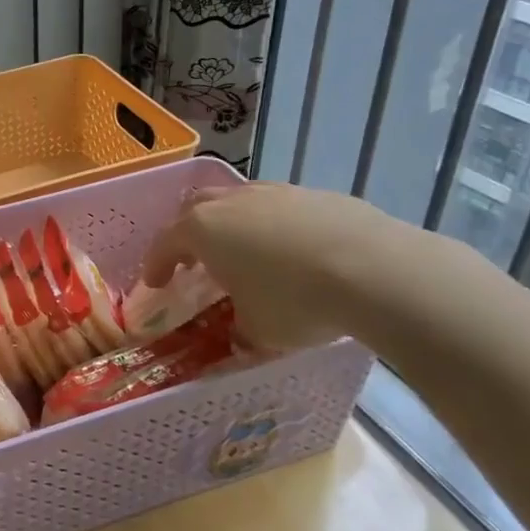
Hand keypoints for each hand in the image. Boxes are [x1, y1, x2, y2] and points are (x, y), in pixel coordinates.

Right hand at [142, 183, 427, 354]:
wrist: (375, 269)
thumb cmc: (295, 301)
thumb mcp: (258, 332)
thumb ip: (240, 332)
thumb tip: (241, 338)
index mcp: (204, 229)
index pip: (165, 243)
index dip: (156, 264)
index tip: (154, 283)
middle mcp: (234, 201)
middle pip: (197, 208)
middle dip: (189, 232)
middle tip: (193, 260)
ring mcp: (277, 192)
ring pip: (240, 201)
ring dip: (234, 225)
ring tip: (246, 254)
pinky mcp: (317, 194)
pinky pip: (282, 208)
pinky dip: (276, 227)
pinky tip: (295, 253)